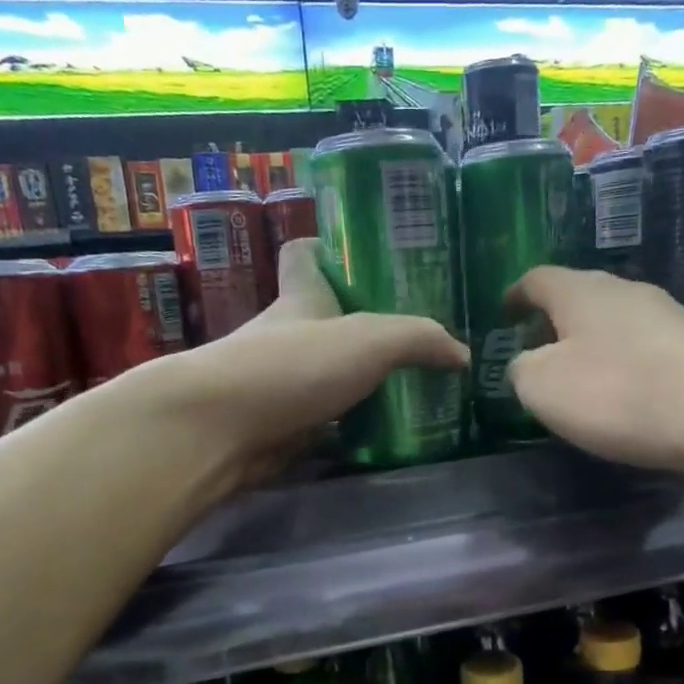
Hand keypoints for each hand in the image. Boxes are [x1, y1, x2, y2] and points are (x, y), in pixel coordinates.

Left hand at [160, 238, 467, 482]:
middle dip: (365, 327)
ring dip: (361, 382)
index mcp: (301, 298)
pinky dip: (351, 427)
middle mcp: (287, 335)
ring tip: (415, 388)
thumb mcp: (368, 339)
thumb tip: (461, 356)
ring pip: (328, 374)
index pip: (305, 256)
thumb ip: (418, 340)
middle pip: (326, 320)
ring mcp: (281, 383)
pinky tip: (386, 433)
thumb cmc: (292, 366)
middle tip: (418, 340)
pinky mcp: (281, 427)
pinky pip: (326, 422)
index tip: (364, 258)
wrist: (222, 431)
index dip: (328, 250)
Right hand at [505, 266, 683, 474]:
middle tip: (535, 351)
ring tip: (576, 379)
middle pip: (579, 297)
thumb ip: (521, 370)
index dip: (515, 295)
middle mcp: (625, 291)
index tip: (503, 312)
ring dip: (589, 345)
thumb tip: (527, 363)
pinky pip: (642, 348)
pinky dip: (621, 365)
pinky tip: (621, 395)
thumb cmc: (616, 393)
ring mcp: (666, 316)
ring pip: (612, 323)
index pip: (537, 279)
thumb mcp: (541, 387)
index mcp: (580, 291)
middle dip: (554, 322)